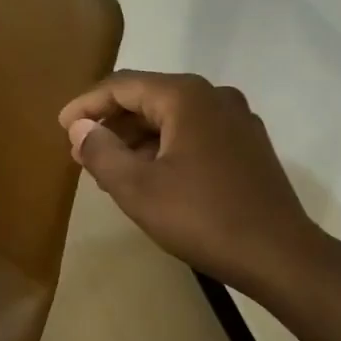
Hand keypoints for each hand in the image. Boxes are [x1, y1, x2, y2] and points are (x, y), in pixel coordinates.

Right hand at [58, 71, 321, 295]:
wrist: (279, 255)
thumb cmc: (202, 218)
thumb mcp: (138, 189)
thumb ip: (101, 153)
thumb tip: (80, 128)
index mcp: (187, 96)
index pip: (123, 85)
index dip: (87, 103)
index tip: (61, 126)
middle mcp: (214, 96)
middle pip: (149, 97)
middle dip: (112, 122)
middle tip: (82, 149)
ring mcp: (237, 119)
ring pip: (173, 117)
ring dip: (137, 137)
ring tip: (109, 166)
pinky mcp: (248, 144)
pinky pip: (195, 132)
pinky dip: (165, 146)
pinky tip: (150, 174)